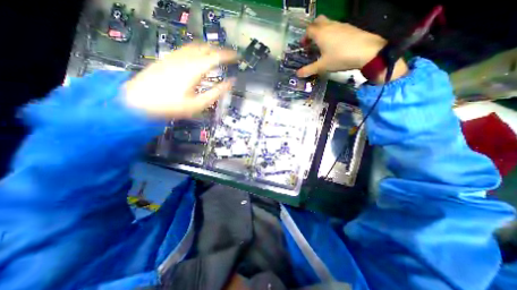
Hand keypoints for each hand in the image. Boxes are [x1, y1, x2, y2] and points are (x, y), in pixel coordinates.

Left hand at [123, 43, 236, 117]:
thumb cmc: (172, 106)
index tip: (237, 56)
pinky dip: (197, 50)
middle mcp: (185, 58)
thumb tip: (230, 83)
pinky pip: (186, 49)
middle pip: (206, 48)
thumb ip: (216, 92)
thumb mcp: (198, 104)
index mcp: (195, 69)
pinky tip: (198, 57)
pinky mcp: (167, 58)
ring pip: (195, 46)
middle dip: (220, 50)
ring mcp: (175, 57)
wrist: (138, 102)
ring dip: (208, 48)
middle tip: (228, 57)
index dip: (228, 55)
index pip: (216, 57)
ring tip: (216, 55)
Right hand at [297, 15, 405, 82]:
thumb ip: (308, 70)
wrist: (366, 51)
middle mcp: (329, 26)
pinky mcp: (349, 28)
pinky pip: (336, 28)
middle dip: (312, 30)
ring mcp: (341, 25)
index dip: (304, 37)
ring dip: (322, 32)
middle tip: (311, 42)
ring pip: (328, 24)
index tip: (303, 46)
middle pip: (318, 21)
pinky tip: (333, 46)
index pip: (309, 30)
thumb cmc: (339, 58)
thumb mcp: (322, 66)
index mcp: (320, 33)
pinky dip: (331, 34)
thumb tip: (297, 74)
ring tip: (321, 46)